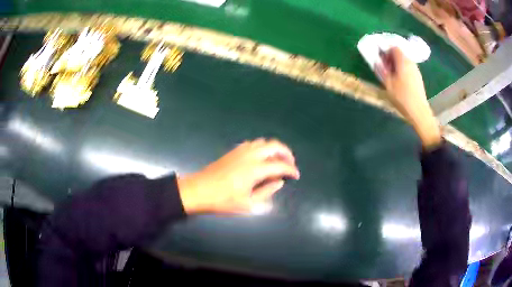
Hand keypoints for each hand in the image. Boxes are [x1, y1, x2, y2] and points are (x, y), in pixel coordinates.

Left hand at [177, 138, 299, 213]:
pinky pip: (252, 144)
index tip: (296, 175)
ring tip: (277, 161)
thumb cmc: (223, 200)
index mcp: (255, 169)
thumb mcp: (248, 203)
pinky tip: (260, 158)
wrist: (199, 190)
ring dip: (274, 149)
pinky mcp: (233, 151)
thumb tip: (279, 182)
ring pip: (263, 142)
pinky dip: (262, 147)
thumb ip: (266, 192)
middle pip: (274, 145)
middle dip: (286, 152)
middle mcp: (250, 155)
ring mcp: (240, 151)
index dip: (291, 170)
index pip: (280, 165)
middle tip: (290, 163)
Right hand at [376, 47, 441, 149]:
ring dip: (396, 64)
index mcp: (403, 61)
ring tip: (391, 74)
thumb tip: (376, 60)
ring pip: (404, 61)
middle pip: (400, 53)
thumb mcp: (388, 83)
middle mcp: (411, 63)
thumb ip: (382, 69)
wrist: (419, 111)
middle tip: (384, 66)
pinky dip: (402, 70)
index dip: (386, 50)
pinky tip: (399, 80)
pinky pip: (408, 68)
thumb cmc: (402, 97)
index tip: (380, 57)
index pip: (394, 47)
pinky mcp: (418, 78)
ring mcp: (416, 70)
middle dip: (391, 57)